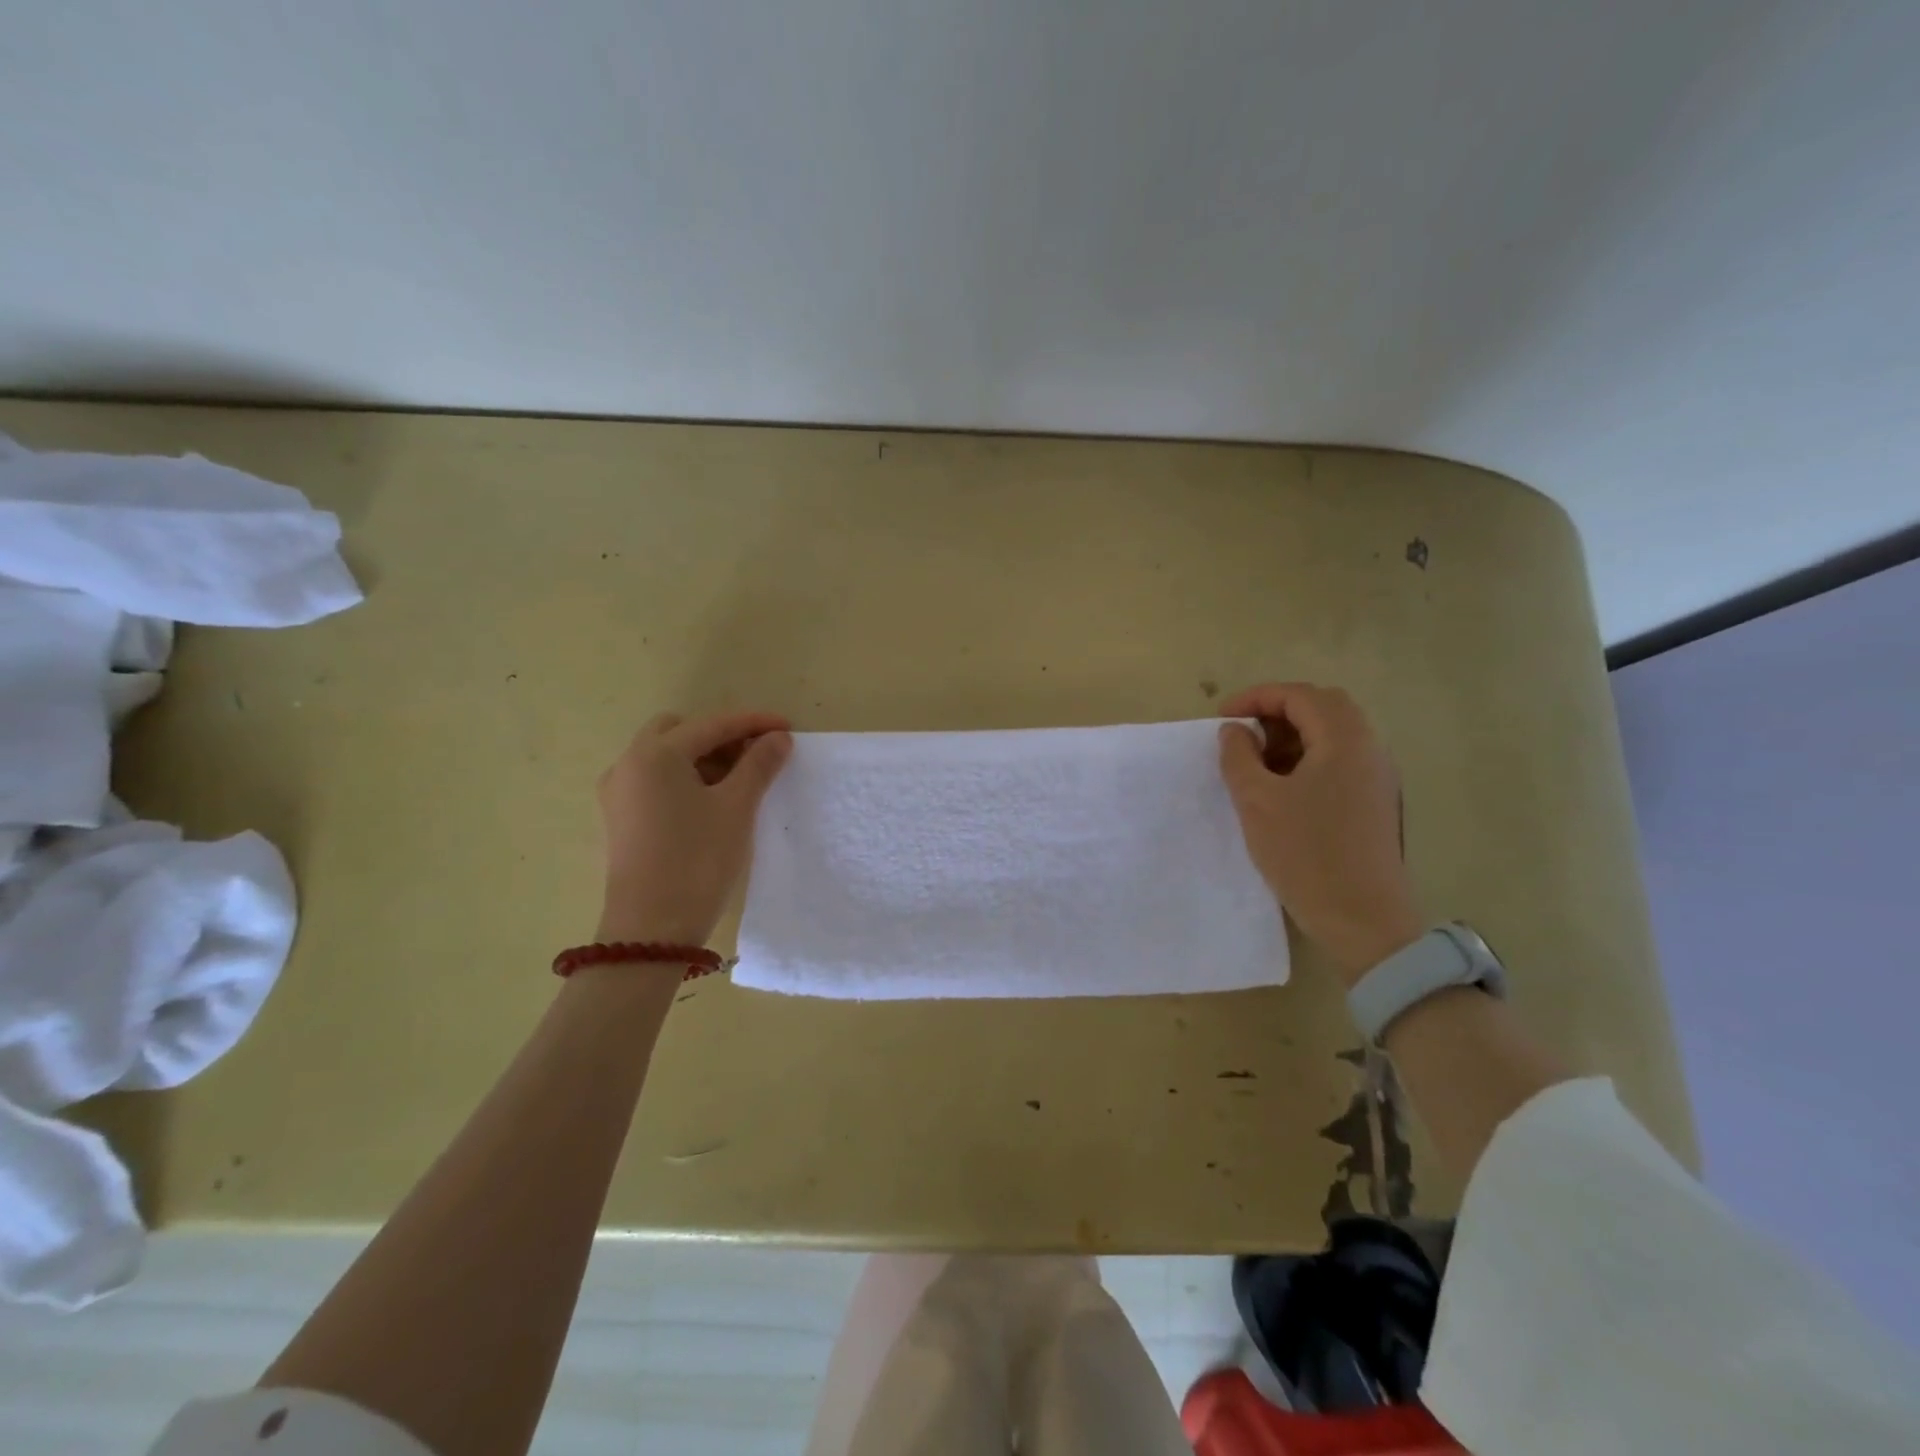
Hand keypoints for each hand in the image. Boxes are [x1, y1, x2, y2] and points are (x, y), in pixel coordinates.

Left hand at [595, 709, 792, 945]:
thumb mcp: (737, 808)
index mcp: (656, 754)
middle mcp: (629, 764)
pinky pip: (655, 781)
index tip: (788, 728)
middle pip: (680, 731)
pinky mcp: (620, 818)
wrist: (652, 929)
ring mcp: (619, 792)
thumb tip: (778, 738)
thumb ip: (759, 765)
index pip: (712, 724)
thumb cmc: (698, 860)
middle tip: (755, 757)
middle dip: (721, 737)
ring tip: (740, 782)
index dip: (754, 723)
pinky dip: (685, 778)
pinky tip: (711, 802)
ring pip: (665, 756)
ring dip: (703, 758)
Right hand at [1218, 683, 1422, 982]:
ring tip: (1256, 762)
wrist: (1363, 920)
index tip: (1222, 719)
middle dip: (1277, 711)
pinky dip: (1308, 759)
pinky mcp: (1375, 803)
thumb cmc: (1306, 854)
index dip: (1256, 698)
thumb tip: (1235, 731)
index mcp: (1345, 741)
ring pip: (1333, 735)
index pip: (1300, 696)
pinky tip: (1282, 789)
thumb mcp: (1257, 801)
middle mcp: (1369, 750)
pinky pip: (1340, 761)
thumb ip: (1239, 757)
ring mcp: (1377, 778)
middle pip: (1323, 707)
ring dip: (1292, 736)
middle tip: (1242, 733)